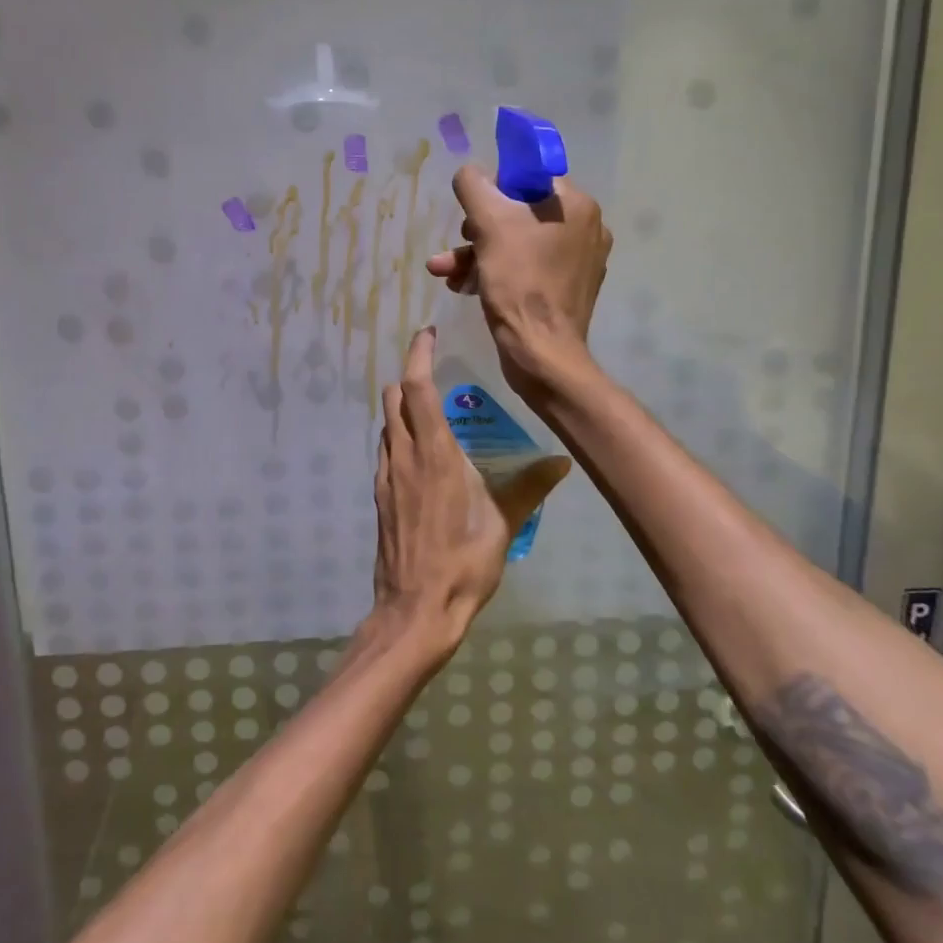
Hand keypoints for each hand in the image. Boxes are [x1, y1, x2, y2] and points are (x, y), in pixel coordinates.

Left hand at [371, 328, 571, 655]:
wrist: (416, 608)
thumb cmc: (463, 562)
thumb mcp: (505, 523)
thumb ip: (531, 486)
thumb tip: (562, 460)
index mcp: (435, 452)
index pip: (417, 387)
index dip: (419, 355)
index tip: (428, 334)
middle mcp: (404, 455)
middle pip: (394, 398)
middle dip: (409, 376)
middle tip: (436, 372)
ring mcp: (386, 475)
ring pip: (387, 424)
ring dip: (401, 407)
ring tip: (431, 409)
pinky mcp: (379, 496)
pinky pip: (385, 450)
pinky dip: (398, 436)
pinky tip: (420, 454)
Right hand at [424, 169, 611, 399]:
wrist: (540, 353)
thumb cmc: (519, 283)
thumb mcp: (488, 223)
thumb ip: (473, 186)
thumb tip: (470, 174)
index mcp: (576, 205)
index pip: (529, 178)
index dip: (495, 190)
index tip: (473, 212)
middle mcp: (585, 229)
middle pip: (519, 213)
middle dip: (477, 229)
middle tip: (458, 243)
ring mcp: (578, 262)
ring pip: (517, 244)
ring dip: (476, 254)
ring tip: (443, 271)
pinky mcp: (566, 290)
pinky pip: (525, 268)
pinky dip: (494, 272)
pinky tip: (462, 286)